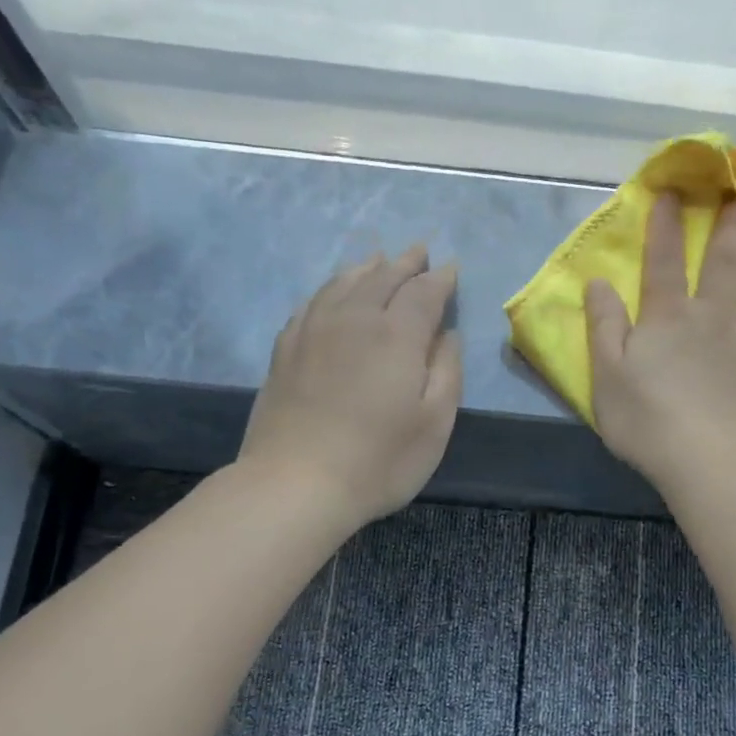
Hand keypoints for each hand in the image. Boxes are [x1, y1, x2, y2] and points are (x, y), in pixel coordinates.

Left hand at [239, 247, 461, 528]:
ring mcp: (313, 331)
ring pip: (343, 283)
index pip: (423, 292)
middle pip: (382, 277)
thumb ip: (446, 371)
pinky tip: (332, 293)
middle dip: (405, 262)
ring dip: (366, 267)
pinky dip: (330, 289)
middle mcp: (354, 319)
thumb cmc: (378, 460)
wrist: (295, 484)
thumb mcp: (434, 423)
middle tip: (419, 251)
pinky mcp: (285, 350)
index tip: (450, 268)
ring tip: (378, 259)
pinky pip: (312, 302)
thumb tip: (446, 334)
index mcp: (396, 335)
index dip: (440, 279)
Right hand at [584, 195, 735, 491]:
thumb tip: (598, 283)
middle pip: (725, 269)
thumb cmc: (646, 421)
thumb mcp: (606, 374)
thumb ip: (604, 326)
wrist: (704, 461)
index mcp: (670, 320)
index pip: (664, 264)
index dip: (665, 229)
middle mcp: (717, 322)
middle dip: (732, 232)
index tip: (672, 193)